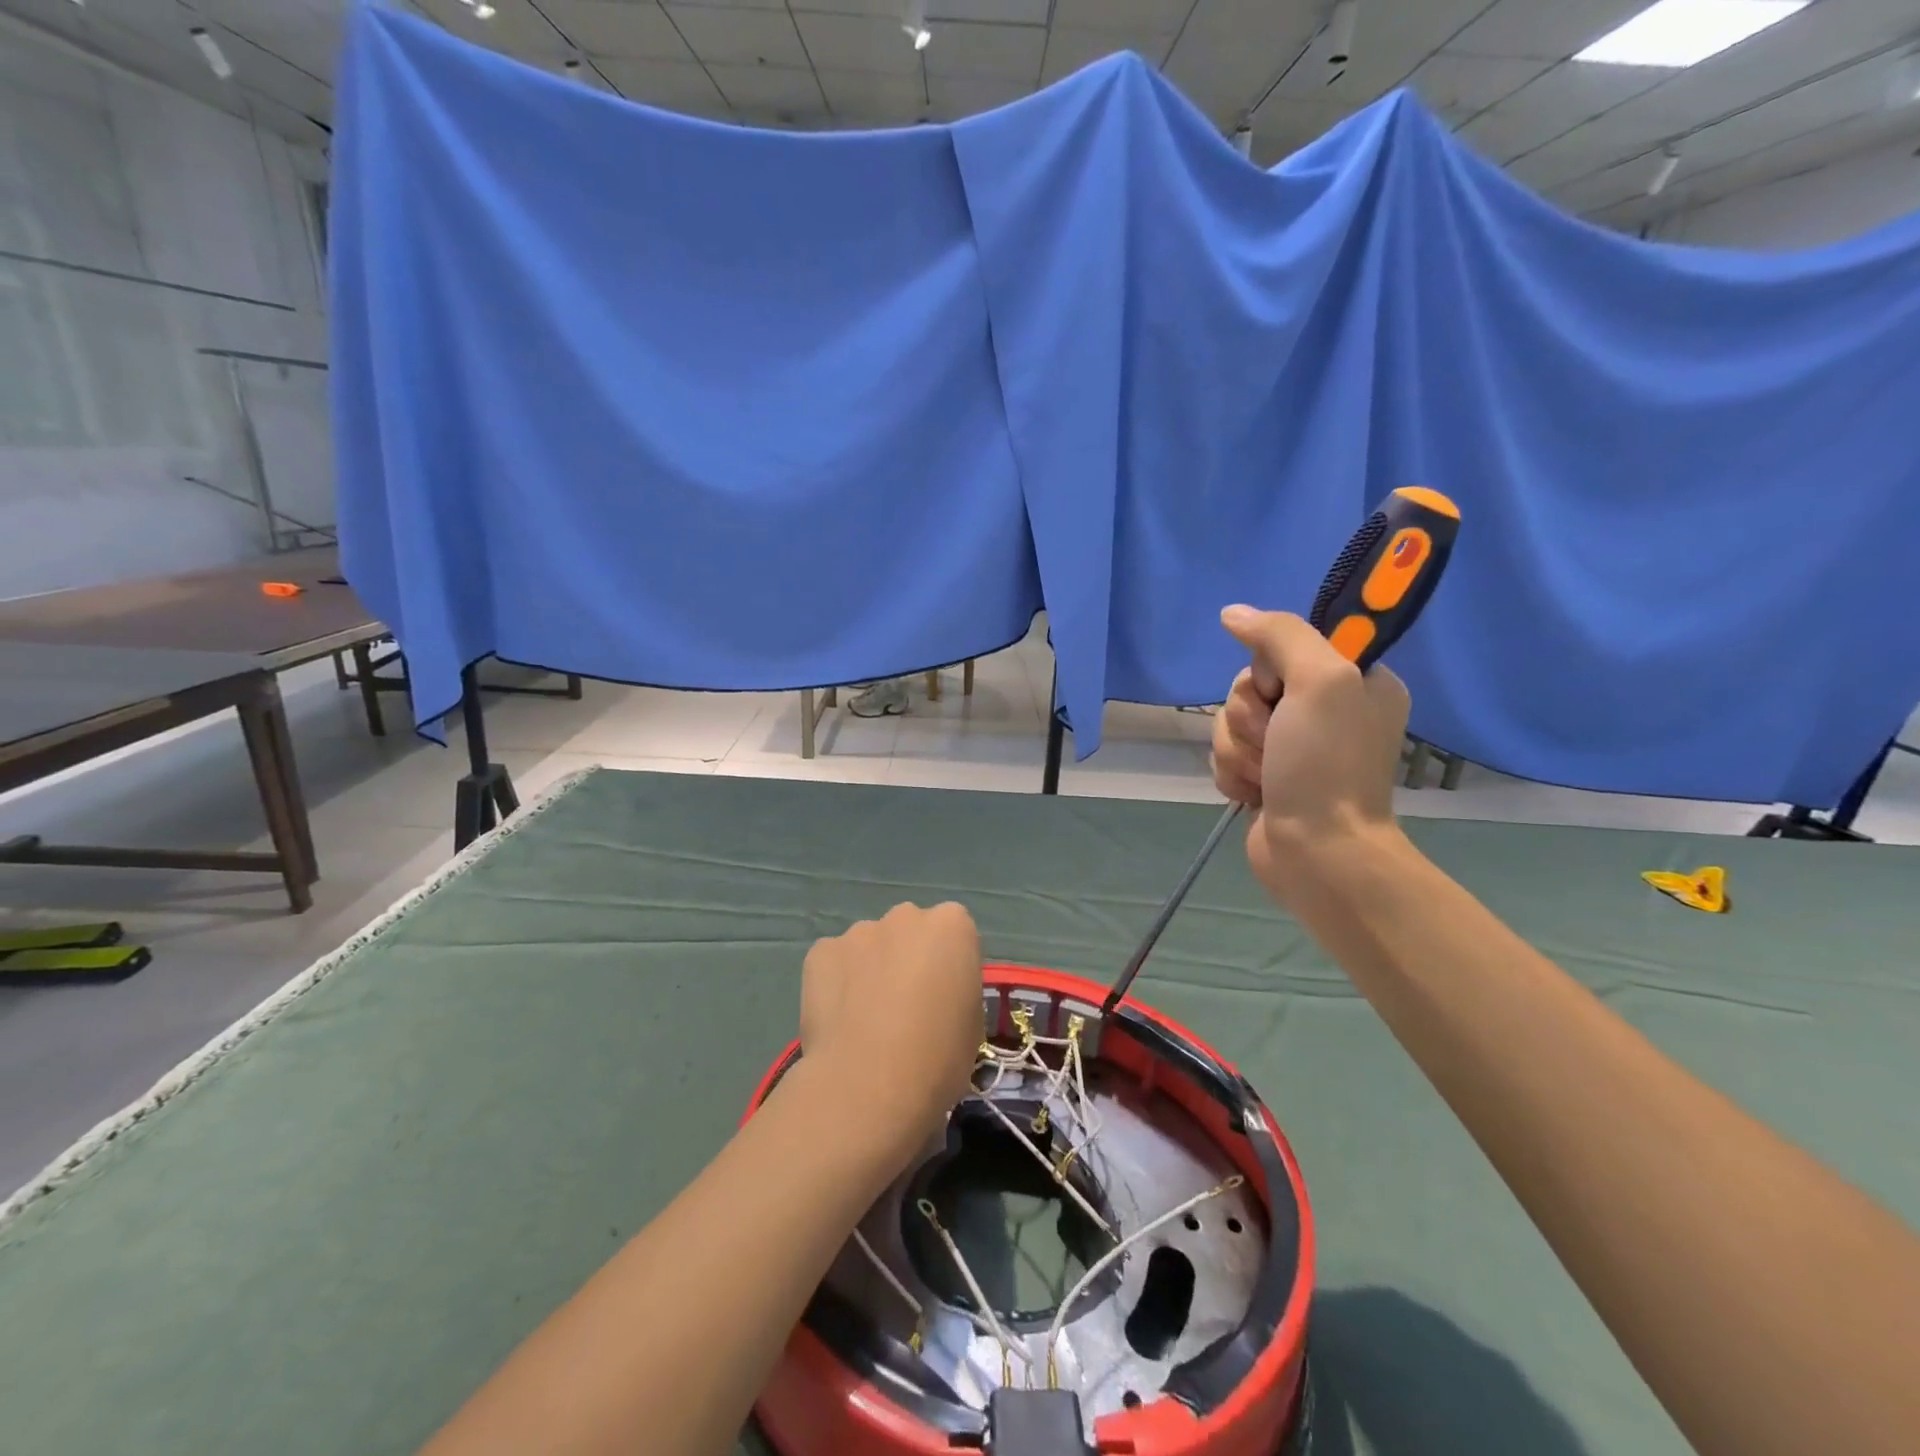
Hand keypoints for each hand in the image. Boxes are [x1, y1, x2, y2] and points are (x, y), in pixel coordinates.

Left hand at [799, 902, 983, 1156]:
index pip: (954, 932)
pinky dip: (836, 981)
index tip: (943, 997)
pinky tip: (838, 1020)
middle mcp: (906, 916)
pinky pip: (834, 961)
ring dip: (871, 969)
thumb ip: (955, 991)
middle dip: (908, 957)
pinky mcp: (821, 951)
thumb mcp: (973, 1025)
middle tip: (904, 1005)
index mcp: (951, 925)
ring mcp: (859, 931)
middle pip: (910, 930)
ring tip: (864, 1018)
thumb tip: (934, 997)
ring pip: (869, 945)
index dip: (948, 965)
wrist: (869, 1084)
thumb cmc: (938, 1057)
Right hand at [1211, 605, 1409, 900]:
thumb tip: (1232, 613)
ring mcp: (1292, 746)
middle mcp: (1324, 708)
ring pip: (1230, 722)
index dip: (1269, 670)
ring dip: (1238, 749)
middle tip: (1275, 741)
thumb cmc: (1327, 765)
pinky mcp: (1265, 776)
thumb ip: (1279, 635)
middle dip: (1249, 717)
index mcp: (1353, 679)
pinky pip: (1225, 754)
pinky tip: (1254, 793)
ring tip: (1266, 776)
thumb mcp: (1320, 680)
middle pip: (1248, 685)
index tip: (1282, 692)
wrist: (1319, 852)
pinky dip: (1233, 773)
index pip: (1283, 646)